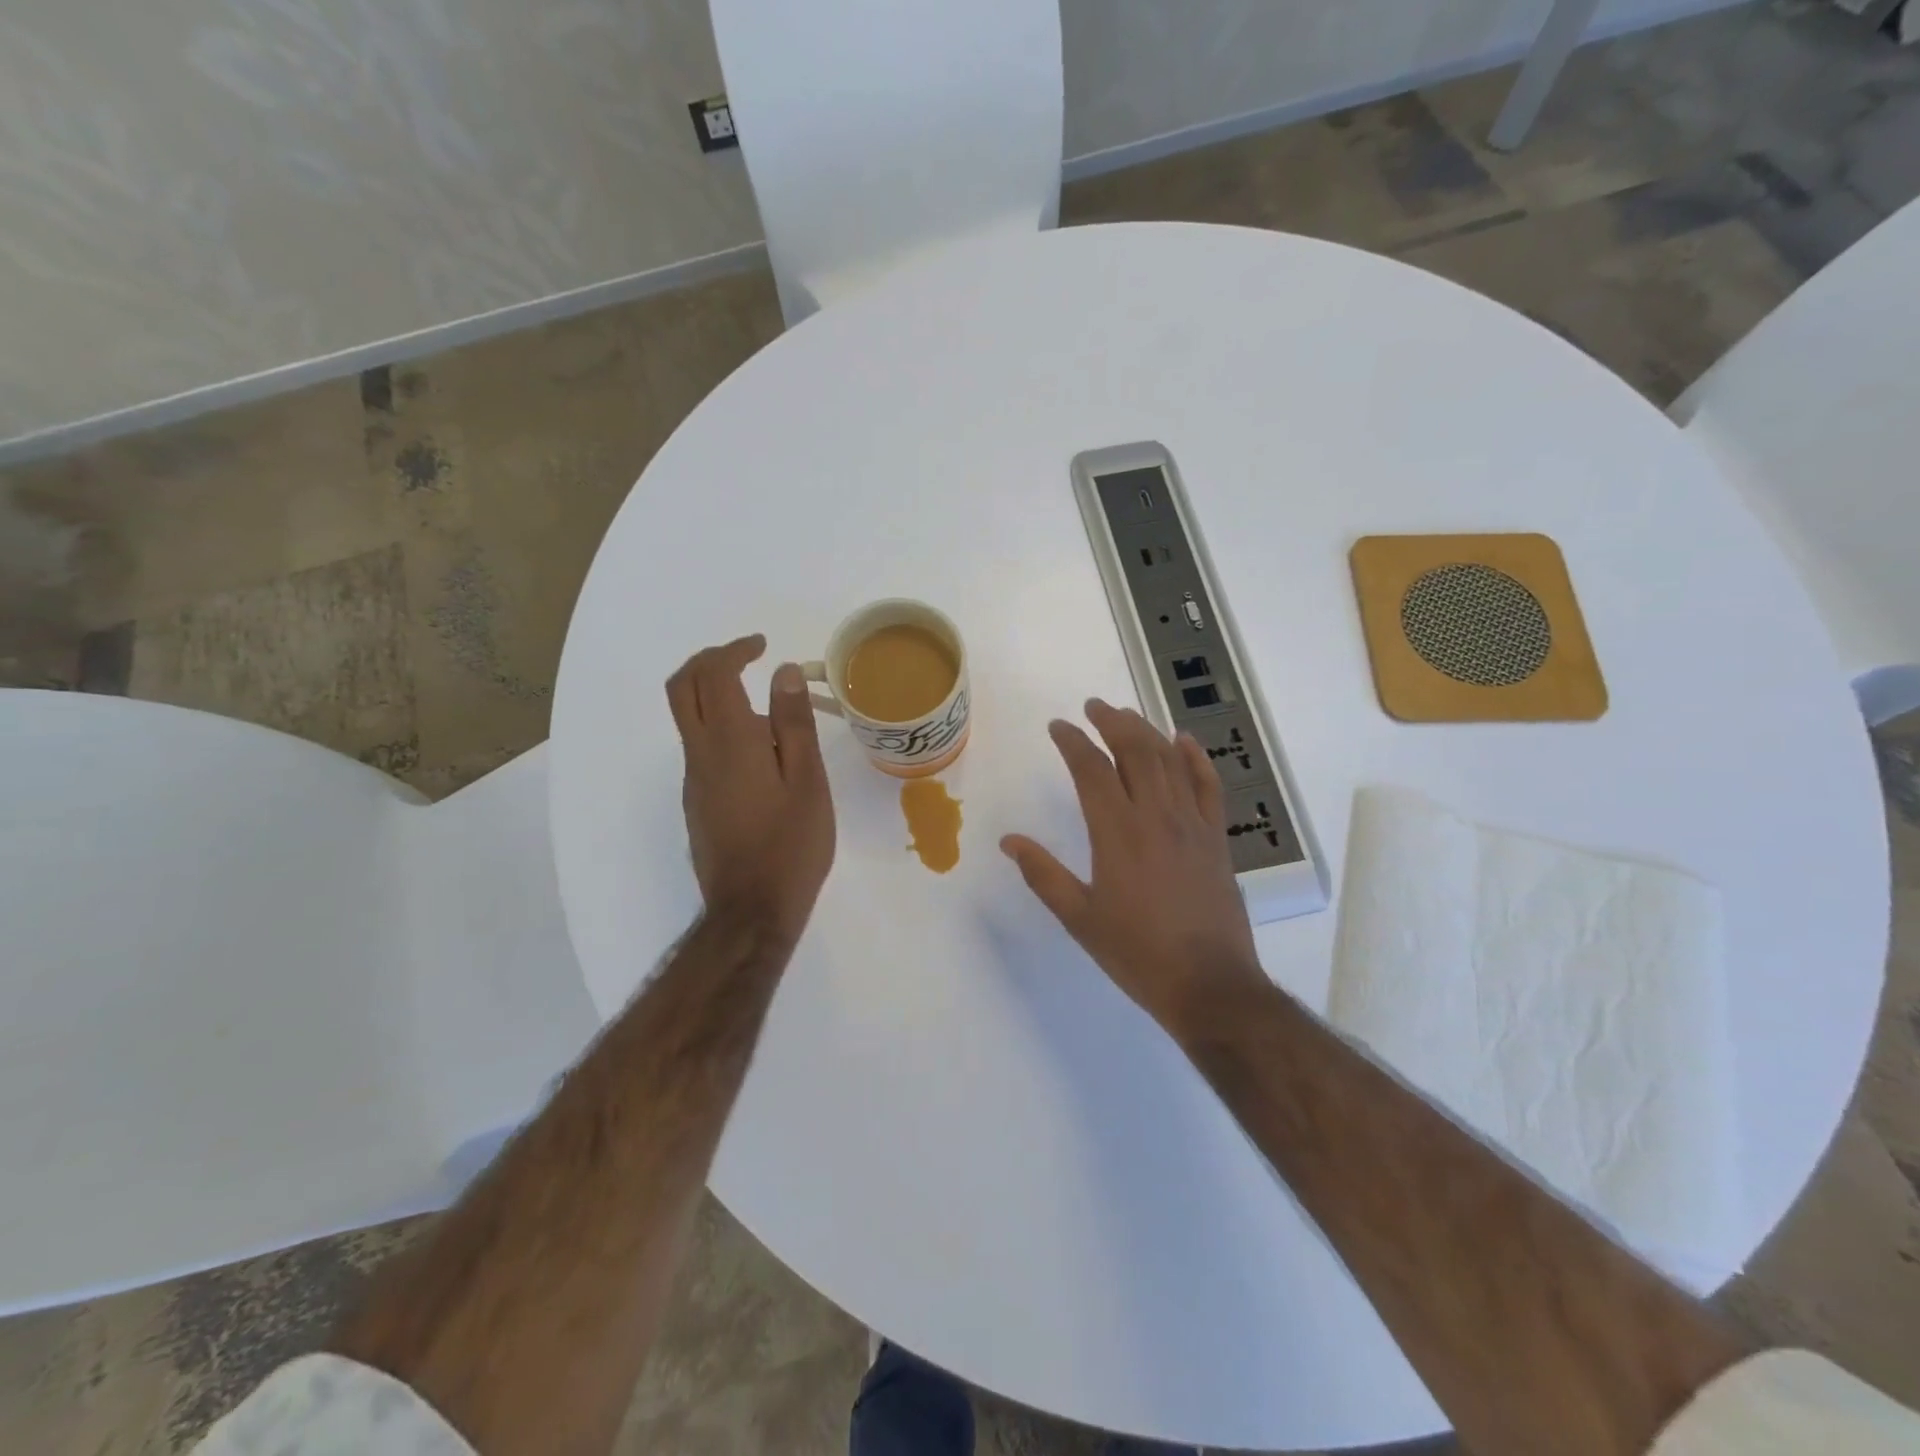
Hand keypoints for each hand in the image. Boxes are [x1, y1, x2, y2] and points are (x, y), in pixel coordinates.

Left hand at [668, 635, 835, 942]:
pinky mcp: (696, 802)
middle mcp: (700, 754)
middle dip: (709, 662)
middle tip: (745, 658)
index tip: (761, 647)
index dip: (734, 650)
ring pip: (691, 720)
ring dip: (719, 698)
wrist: (752, 909)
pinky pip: (702, 750)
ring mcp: (694, 780)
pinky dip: (723, 730)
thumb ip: (794, 723)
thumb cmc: (790, 844)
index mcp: (730, 742)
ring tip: (775, 719)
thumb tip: (784, 672)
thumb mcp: (807, 781)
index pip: (714, 675)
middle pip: (683, 688)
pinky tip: (765, 760)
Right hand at [1002, 700, 1263, 1036]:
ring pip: (1170, 761)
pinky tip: (1184, 740)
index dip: (1073, 742)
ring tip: (1127, 714)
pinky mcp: (1217, 838)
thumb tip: (1009, 841)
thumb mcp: (1080, 918)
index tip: (1057, 726)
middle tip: (1093, 706)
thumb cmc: (1137, 953)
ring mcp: (1192, 824)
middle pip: (1135, 751)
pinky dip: (1196, 758)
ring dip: (1147, 731)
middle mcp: (1156, 817)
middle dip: (1112, 722)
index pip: (1092, 770)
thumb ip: (1043, 874)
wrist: (1209, 985)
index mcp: (1118, 833)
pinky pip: (1208, 786)